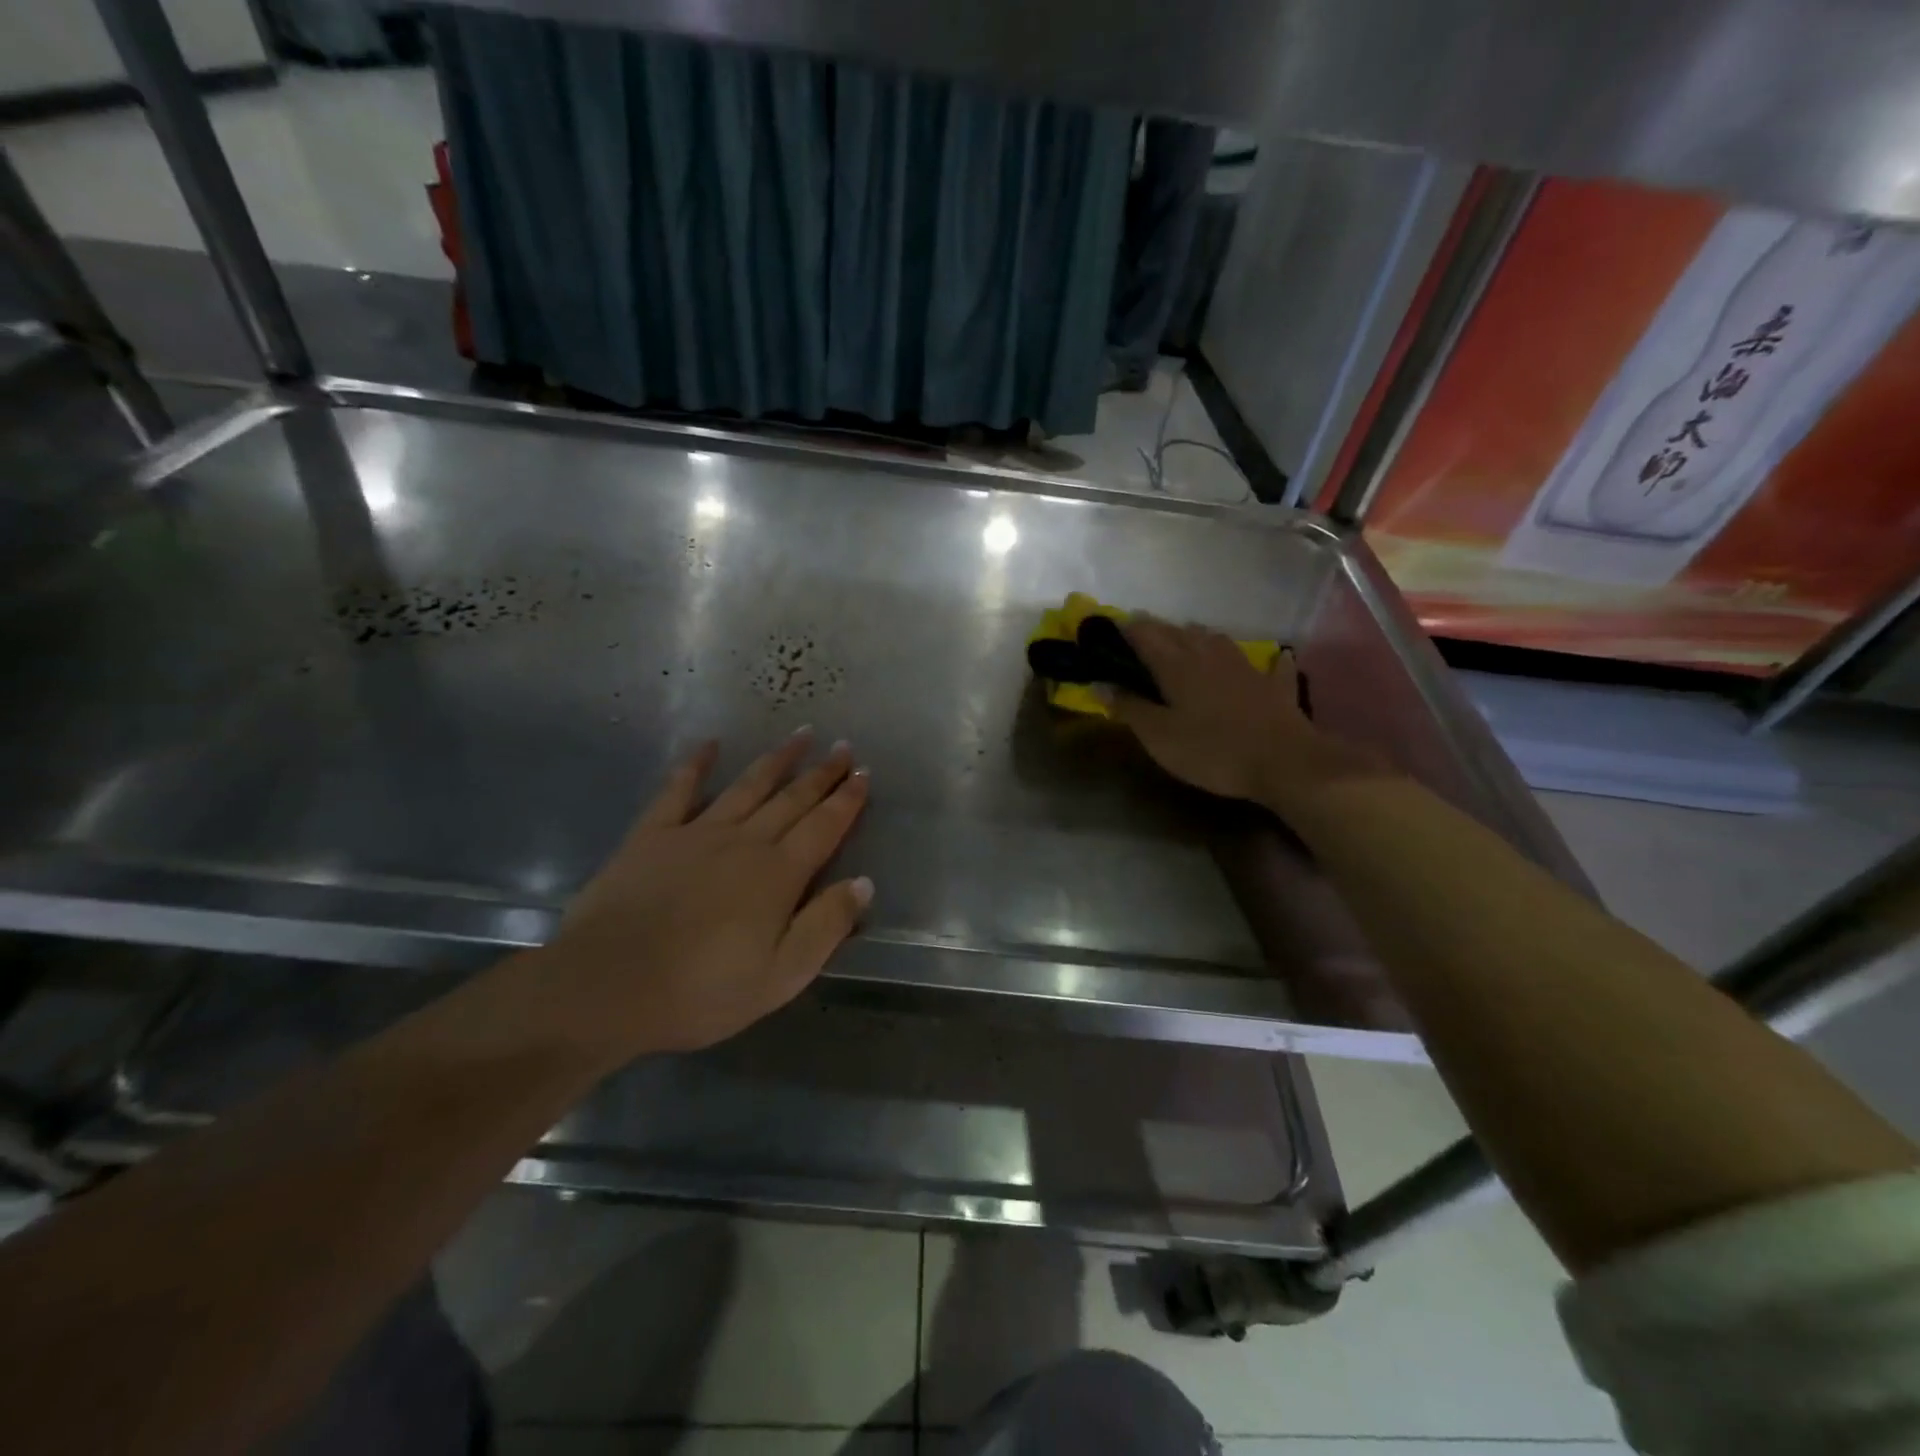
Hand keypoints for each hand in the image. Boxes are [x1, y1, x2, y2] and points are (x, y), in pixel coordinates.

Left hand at [534, 732, 870, 1058]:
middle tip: (843, 746)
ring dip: (776, 760)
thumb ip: (826, 926)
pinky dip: (695, 765)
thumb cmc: (702, 991)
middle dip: (822, 772)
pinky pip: (678, 790)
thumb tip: (864, 883)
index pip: (824, 827)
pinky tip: (709, 745)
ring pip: (747, 786)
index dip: (847, 800)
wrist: (607, 987)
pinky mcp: (652, 835)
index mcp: (778, 874)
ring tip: (800, 734)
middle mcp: (744, 842)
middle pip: (792, 799)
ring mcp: (696, 833)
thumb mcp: (782, 976)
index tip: (864, 773)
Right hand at [1109, 618, 1389, 808]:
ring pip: (1216, 640)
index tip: (1108, 627)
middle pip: (1178, 632)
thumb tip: (1100, 685)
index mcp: (1177, 665)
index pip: (1145, 635)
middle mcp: (1209, 655)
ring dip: (1196, 636)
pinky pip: (1269, 665)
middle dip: (1156, 629)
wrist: (1285, 762)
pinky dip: (1266, 660)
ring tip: (1185, 639)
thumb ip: (1129, 708)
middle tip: (1139, 634)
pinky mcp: (1274, 686)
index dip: (1125, 629)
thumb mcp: (1158, 736)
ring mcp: (1246, 667)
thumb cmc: (1212, 751)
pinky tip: (1275, 657)